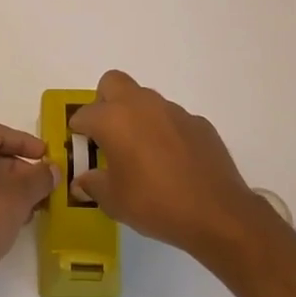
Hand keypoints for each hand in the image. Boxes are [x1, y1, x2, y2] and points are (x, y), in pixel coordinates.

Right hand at [67, 71, 273, 258]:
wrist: (217, 213)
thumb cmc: (155, 203)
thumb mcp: (114, 201)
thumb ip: (93, 185)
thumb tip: (83, 181)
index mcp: (113, 119)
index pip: (84, 114)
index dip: (78, 131)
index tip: (82, 149)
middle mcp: (141, 105)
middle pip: (113, 83)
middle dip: (104, 102)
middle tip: (108, 134)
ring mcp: (173, 111)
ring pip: (145, 100)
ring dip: (137, 117)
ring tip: (141, 152)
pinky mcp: (199, 123)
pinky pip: (172, 119)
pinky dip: (165, 132)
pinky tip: (172, 161)